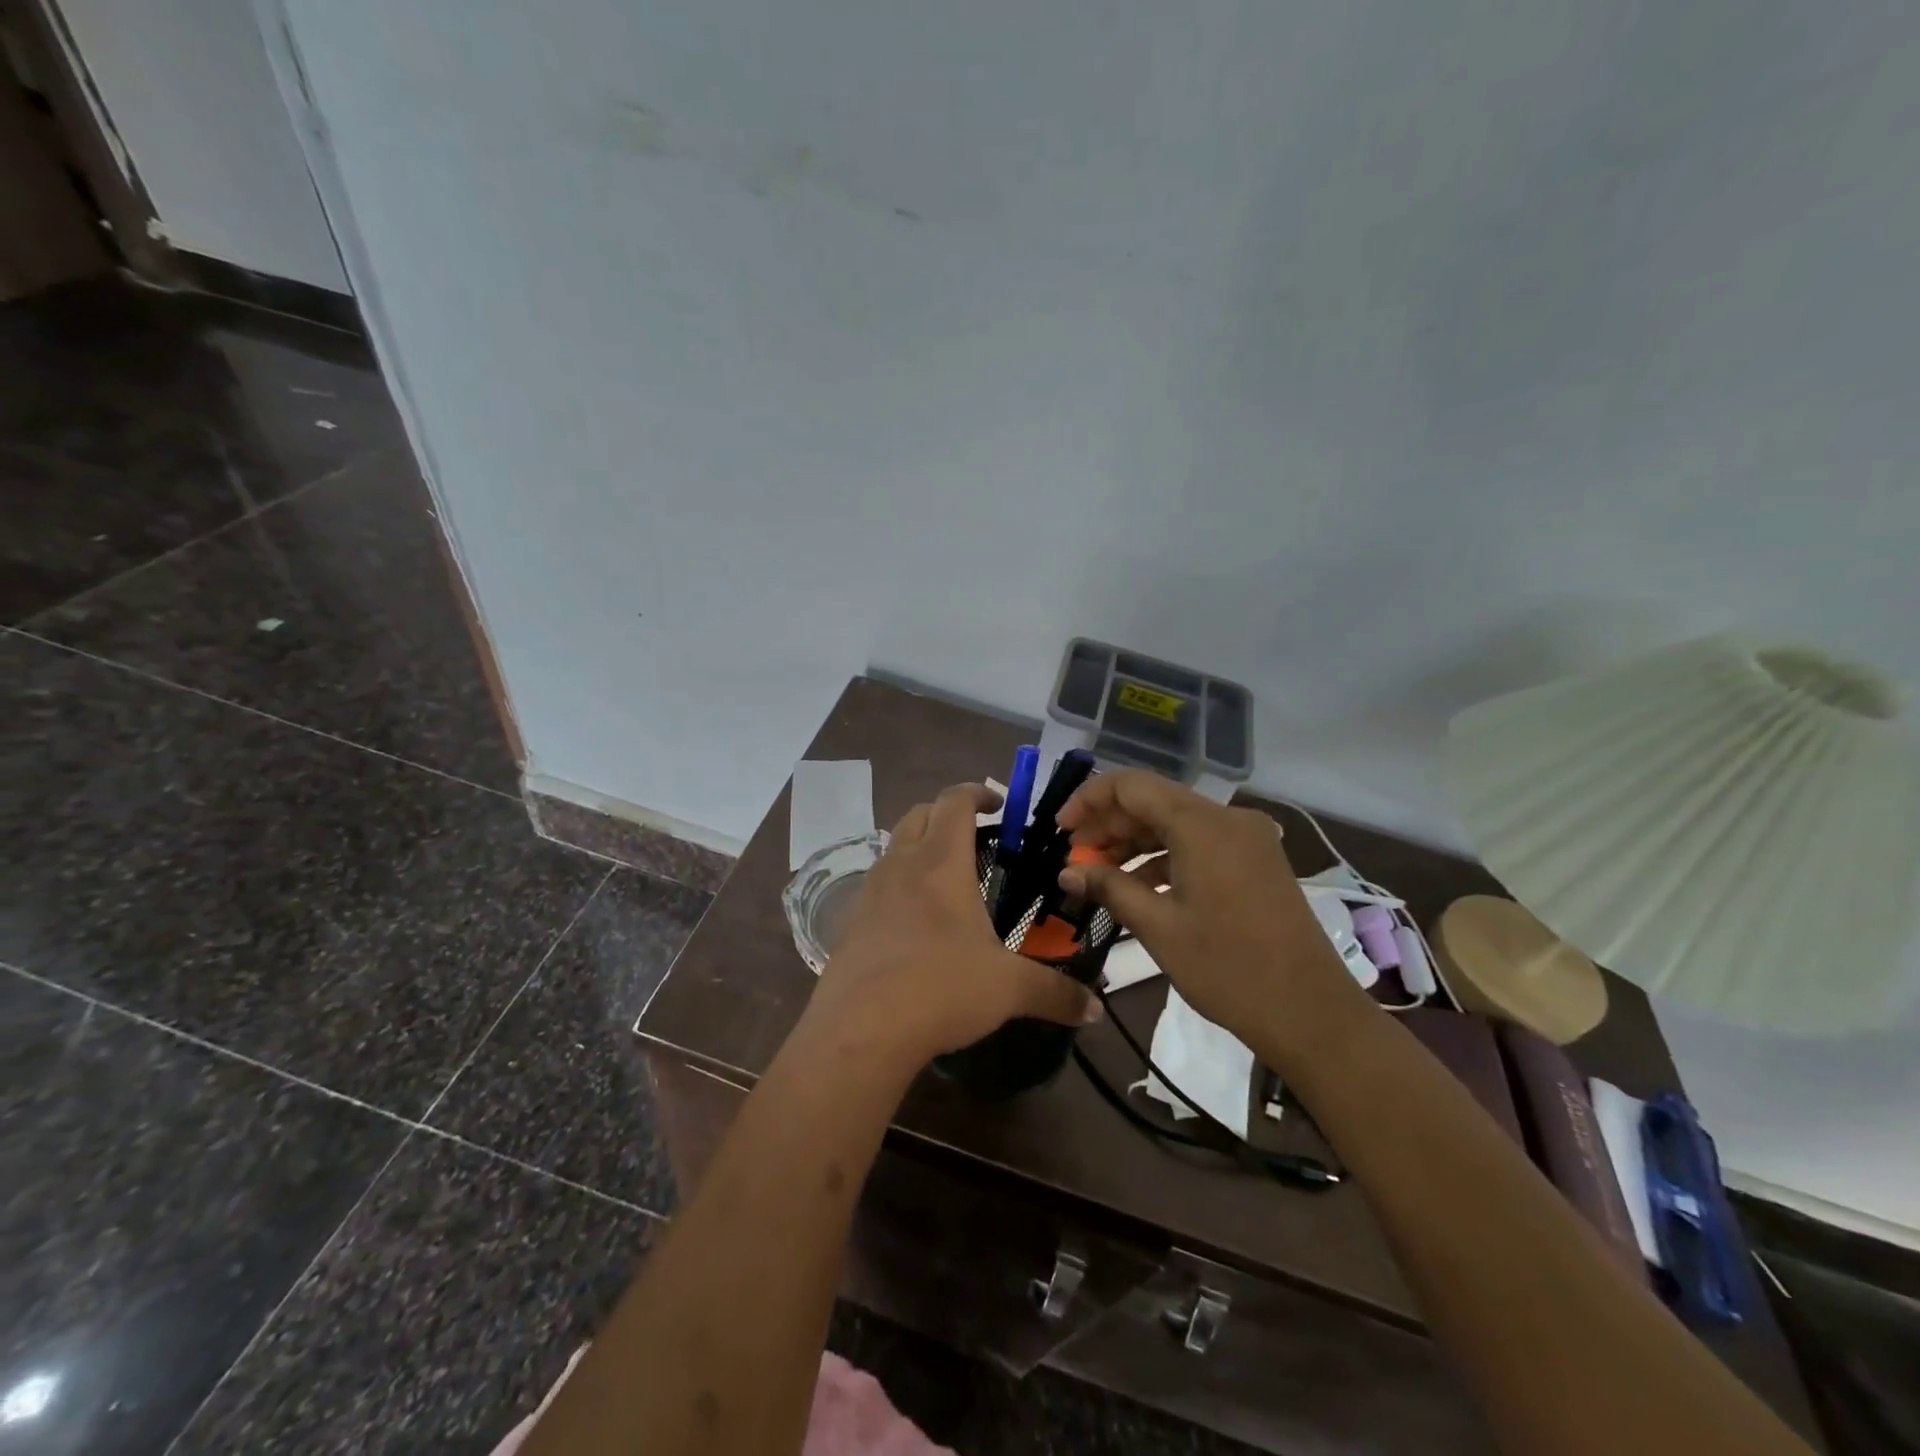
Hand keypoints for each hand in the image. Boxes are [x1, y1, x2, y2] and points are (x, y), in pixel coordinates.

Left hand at [803, 783, 1101, 1070]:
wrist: (859, 1030)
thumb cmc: (941, 989)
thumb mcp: (1009, 989)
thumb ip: (1056, 993)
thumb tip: (1095, 1009)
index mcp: (941, 863)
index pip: (955, 801)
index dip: (978, 792)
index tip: (1000, 805)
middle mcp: (902, 864)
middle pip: (919, 813)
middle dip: (948, 813)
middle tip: (977, 836)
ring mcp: (870, 891)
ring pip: (895, 846)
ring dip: (920, 845)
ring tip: (948, 878)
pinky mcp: (850, 921)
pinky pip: (877, 883)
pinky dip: (900, 883)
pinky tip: (917, 921)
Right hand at [1056, 771, 1368, 1067]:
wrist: (1311, 1013)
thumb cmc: (1228, 969)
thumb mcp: (1158, 927)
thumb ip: (1109, 887)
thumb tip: (1066, 871)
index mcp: (1203, 824)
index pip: (1131, 785)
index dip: (1089, 801)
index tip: (1061, 831)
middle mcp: (1228, 818)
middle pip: (1154, 801)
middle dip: (1109, 825)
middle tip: (1075, 858)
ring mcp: (1247, 839)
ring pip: (1175, 822)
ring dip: (1134, 842)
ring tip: (1099, 874)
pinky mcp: (1256, 861)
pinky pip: (1199, 843)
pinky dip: (1164, 857)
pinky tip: (1139, 886)